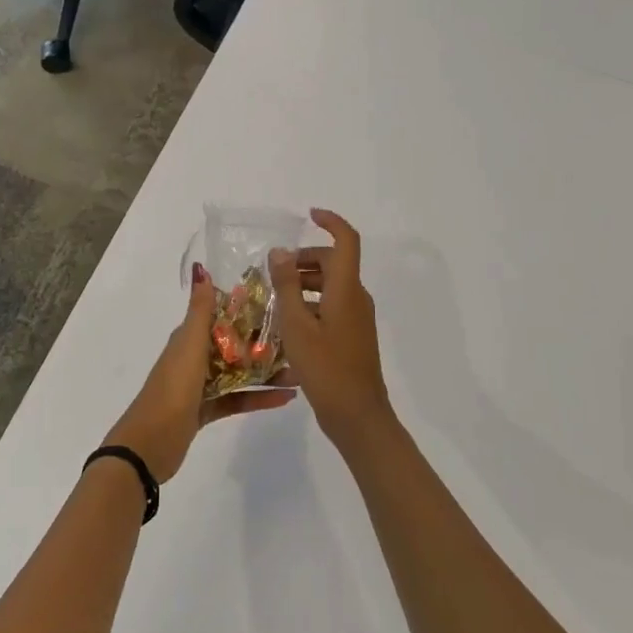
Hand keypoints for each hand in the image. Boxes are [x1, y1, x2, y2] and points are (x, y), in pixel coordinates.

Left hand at [104, 263, 295, 483]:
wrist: (149, 444)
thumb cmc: (172, 388)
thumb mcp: (188, 345)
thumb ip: (200, 311)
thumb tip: (201, 268)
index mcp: (189, 337)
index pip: (222, 315)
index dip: (248, 307)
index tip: (280, 301)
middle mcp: (195, 356)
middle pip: (235, 343)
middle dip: (264, 341)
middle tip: (300, 339)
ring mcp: (200, 385)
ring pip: (239, 372)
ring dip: (266, 371)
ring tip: (300, 371)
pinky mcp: (206, 410)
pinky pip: (237, 398)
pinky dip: (259, 397)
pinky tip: (287, 398)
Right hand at [268, 210, 393, 449]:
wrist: (358, 416)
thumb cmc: (326, 368)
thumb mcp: (296, 325)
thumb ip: (287, 285)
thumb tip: (280, 252)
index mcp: (347, 289)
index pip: (346, 241)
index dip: (331, 222)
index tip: (309, 215)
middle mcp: (356, 298)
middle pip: (334, 262)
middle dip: (306, 258)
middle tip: (274, 271)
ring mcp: (358, 318)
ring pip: (332, 285)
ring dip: (305, 282)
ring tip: (274, 297)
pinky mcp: (354, 336)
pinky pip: (333, 305)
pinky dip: (312, 302)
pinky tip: (289, 322)